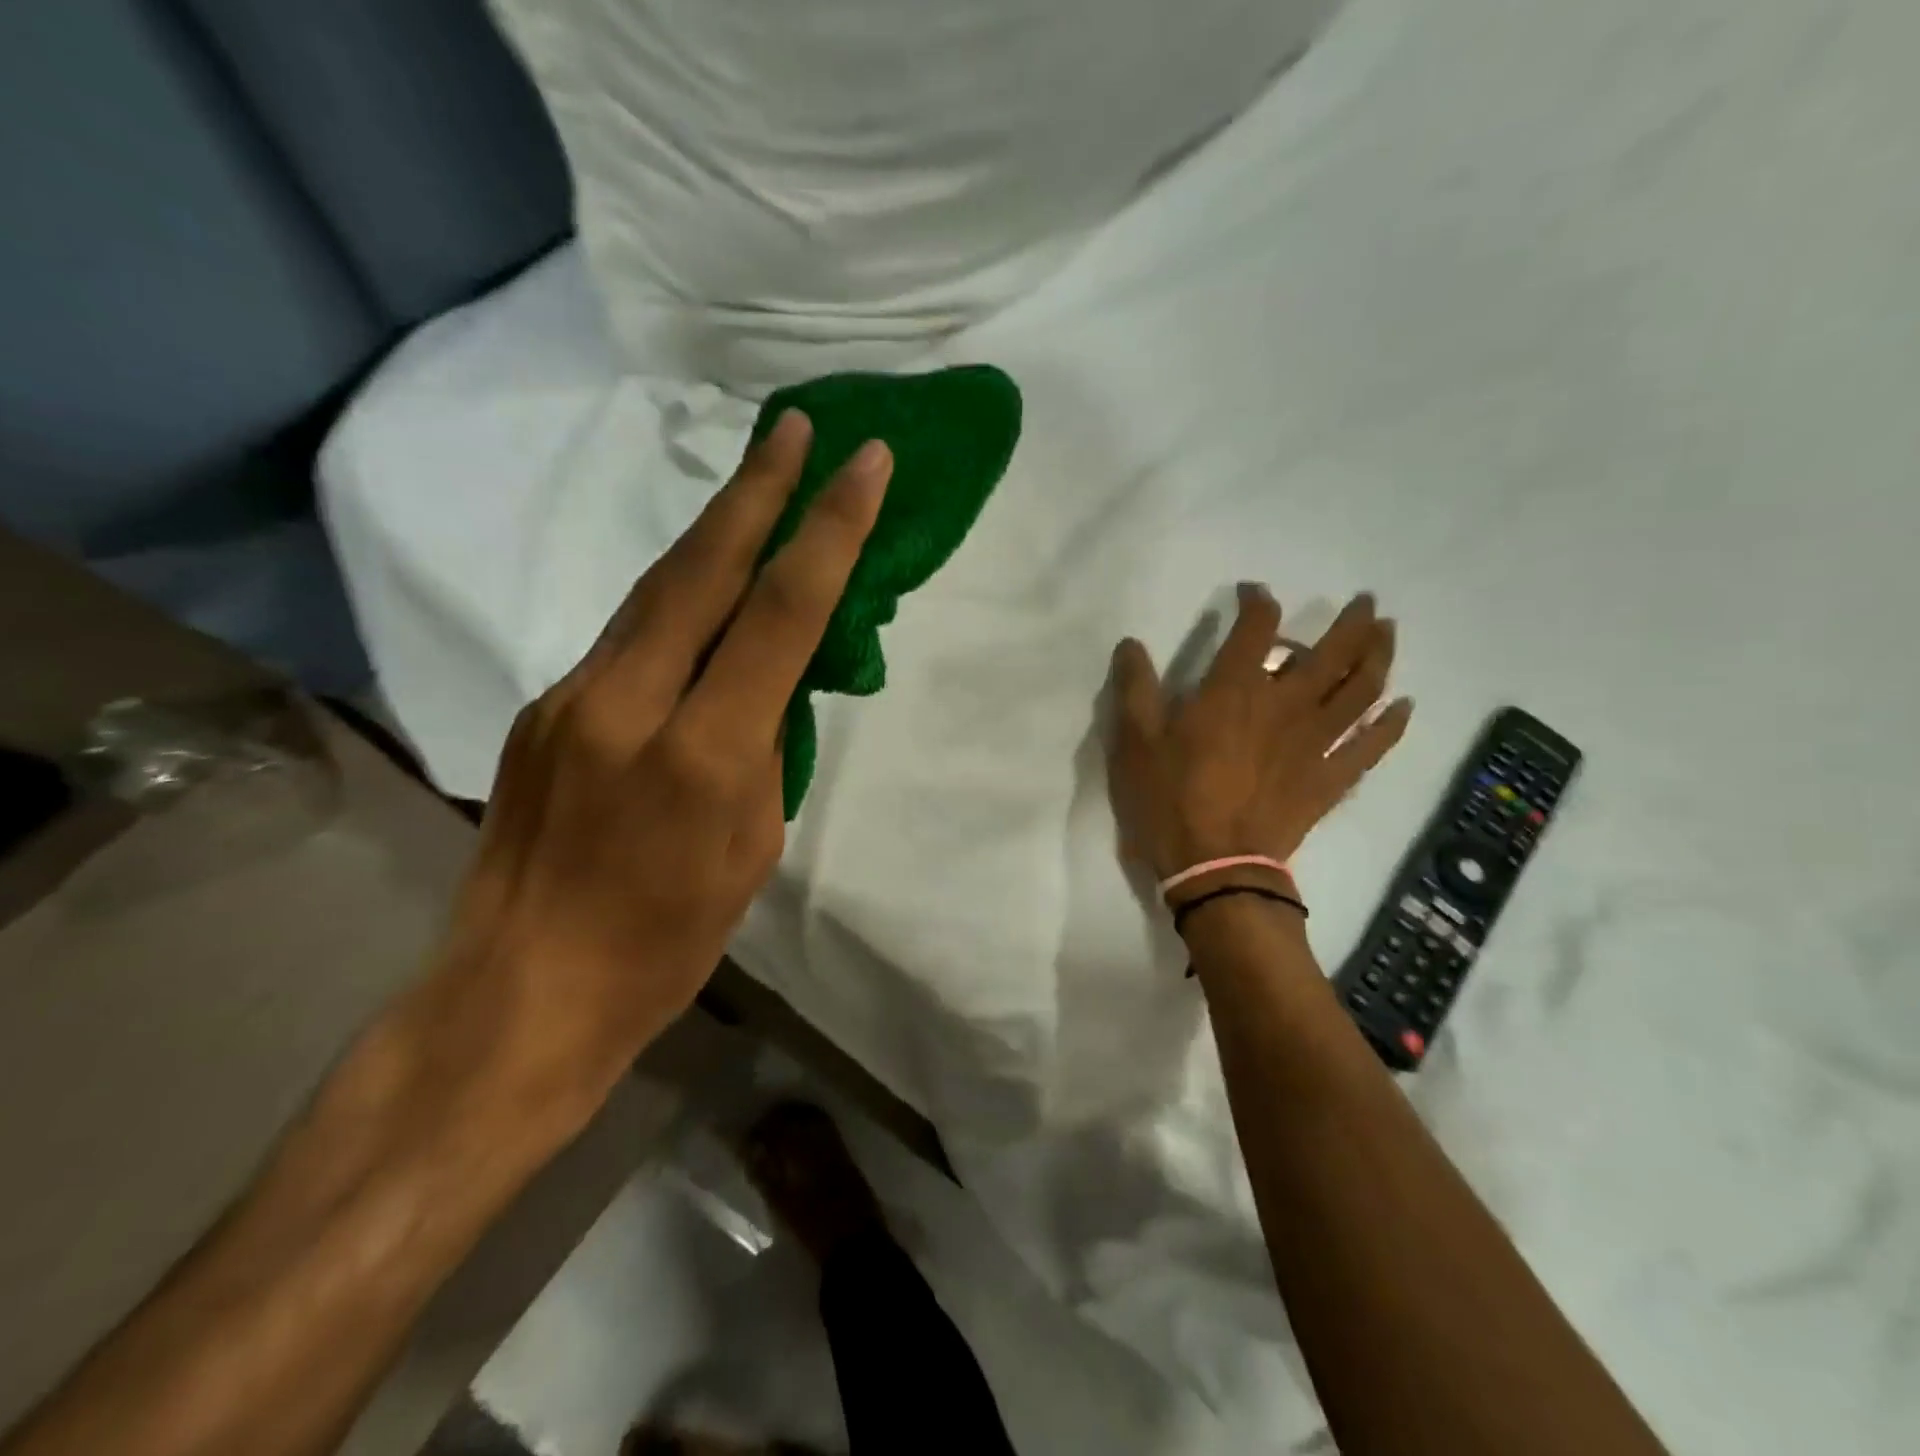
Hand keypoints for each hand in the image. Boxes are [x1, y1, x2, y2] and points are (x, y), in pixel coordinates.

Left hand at [427, 411, 891, 1113]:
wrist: (525, 990)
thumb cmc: (668, 940)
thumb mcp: (753, 844)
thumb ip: (765, 746)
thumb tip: (770, 680)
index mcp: (702, 750)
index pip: (780, 613)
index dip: (828, 531)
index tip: (863, 466)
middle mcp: (629, 702)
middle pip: (702, 569)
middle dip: (757, 489)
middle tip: (795, 427)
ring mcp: (573, 697)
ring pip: (657, 592)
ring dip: (715, 533)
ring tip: (758, 484)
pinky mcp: (544, 708)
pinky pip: (628, 637)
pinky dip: (678, 602)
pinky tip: (704, 593)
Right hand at [1107, 587, 1411, 893]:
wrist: (1214, 866)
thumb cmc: (1169, 799)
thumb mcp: (1134, 742)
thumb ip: (1134, 688)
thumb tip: (1130, 643)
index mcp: (1235, 690)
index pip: (1256, 628)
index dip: (1258, 601)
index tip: (1253, 594)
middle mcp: (1285, 704)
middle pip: (1333, 652)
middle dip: (1353, 622)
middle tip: (1366, 603)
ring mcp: (1315, 742)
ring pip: (1362, 690)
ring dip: (1380, 657)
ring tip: (1388, 636)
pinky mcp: (1330, 778)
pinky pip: (1371, 746)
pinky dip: (1391, 724)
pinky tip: (1403, 707)